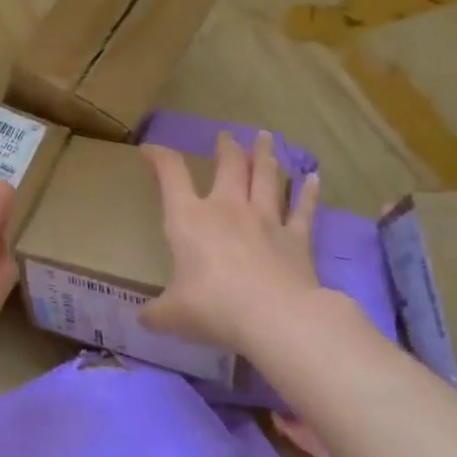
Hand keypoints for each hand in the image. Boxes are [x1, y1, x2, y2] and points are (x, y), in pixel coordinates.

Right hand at [140, 132, 325, 355]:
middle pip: (229, 166)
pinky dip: (308, 192)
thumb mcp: (172, 315)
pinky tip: (313, 178)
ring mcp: (265, 220)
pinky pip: (303, 209)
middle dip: (225, 148)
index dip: (159, 157)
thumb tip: (143, 320)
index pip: (171, 175)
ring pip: (266, 178)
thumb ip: (157, 314)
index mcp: (189, 219)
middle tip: (225, 136)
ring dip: (265, 156)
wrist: (275, 318)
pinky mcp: (296, 239)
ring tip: (266, 137)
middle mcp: (227, 209)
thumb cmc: (213, 307)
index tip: (150, 150)